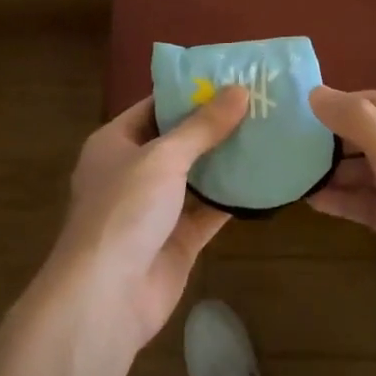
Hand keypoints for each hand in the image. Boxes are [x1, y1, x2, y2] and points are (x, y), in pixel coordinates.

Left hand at [41, 86, 248, 352]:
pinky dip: (233, 198)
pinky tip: (266, 178)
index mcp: (115, 143)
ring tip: (269, 133)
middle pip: (178, 141)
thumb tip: (239, 90)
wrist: (106, 297)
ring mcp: (155, 209)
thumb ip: (202, 127)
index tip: (231, 77)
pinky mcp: (177, 240)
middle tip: (260, 103)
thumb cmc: (124, 211)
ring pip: (197, 176)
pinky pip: (209, 211)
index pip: (155, 106)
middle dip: (215, 125)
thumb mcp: (163, 157)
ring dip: (227, 160)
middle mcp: (133, 172)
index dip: (190, 92)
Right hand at [307, 86, 375, 324]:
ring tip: (293, 176)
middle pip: (370, 135)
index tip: (296, 114)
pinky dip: (346, 200)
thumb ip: (359, 123)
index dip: (337, 105)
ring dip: (335, 173)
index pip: (374, 101)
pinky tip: (314, 202)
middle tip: (287, 147)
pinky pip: (372, 202)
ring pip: (368, 171)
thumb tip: (316, 92)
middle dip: (332, 141)